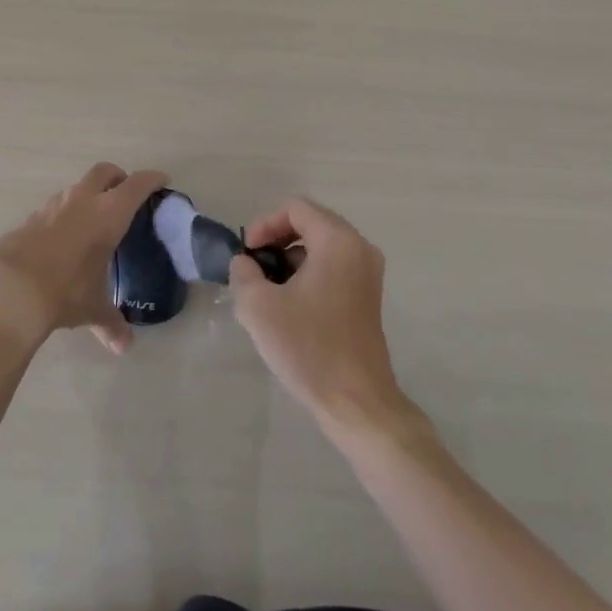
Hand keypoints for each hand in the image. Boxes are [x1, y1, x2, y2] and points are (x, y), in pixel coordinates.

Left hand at [0, 163, 167, 353]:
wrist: (11, 291)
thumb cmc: (66, 291)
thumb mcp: (93, 308)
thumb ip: (111, 323)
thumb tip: (123, 347)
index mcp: (108, 214)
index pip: (137, 185)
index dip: (152, 179)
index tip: (161, 180)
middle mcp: (82, 200)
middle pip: (105, 171)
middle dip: (118, 178)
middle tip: (125, 196)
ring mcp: (52, 205)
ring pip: (76, 188)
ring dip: (88, 196)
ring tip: (92, 222)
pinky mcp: (30, 218)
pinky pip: (54, 208)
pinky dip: (64, 216)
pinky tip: (63, 240)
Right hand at [230, 198, 409, 432]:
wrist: (355, 402)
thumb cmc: (308, 347)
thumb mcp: (258, 306)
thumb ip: (243, 272)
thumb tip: (246, 263)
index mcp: (338, 241)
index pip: (295, 208)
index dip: (264, 224)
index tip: (247, 254)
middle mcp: (359, 248)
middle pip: (310, 223)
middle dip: (275, 241)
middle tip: (253, 268)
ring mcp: (368, 274)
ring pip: (320, 247)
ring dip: (289, 259)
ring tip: (266, 289)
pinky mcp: (367, 297)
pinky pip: (332, 268)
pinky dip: (307, 274)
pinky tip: (288, 306)